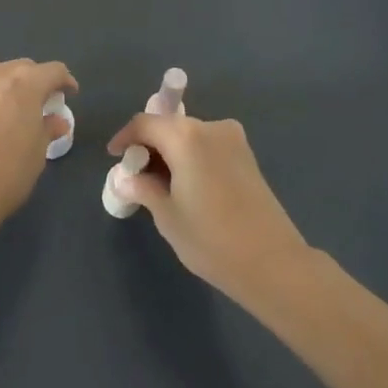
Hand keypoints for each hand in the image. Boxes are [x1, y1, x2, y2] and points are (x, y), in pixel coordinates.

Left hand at [0, 59, 77, 222]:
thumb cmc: (8, 170)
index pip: (53, 71)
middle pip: (24, 69)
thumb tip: (56, 121)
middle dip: (37, 82)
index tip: (70, 95)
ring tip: (17, 113)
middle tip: (44, 105)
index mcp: (25, 82)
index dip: (65, 81)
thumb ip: (49, 128)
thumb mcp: (38, 151)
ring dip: (12, 89)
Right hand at [106, 112, 309, 296]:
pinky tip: (186, 186)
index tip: (114, 156)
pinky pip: (208, 146)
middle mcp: (211, 128)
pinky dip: (191, 158)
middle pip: (169, 126)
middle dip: (149, 145)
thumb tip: (126, 179)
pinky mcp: (247, 156)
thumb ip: (144, 189)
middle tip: (135, 175)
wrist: (273, 263)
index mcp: (186, 136)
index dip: (126, 137)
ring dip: (171, 152)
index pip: (145, 124)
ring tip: (159, 184)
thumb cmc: (212, 240)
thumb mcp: (168, 216)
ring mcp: (233, 140)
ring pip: (190, 136)